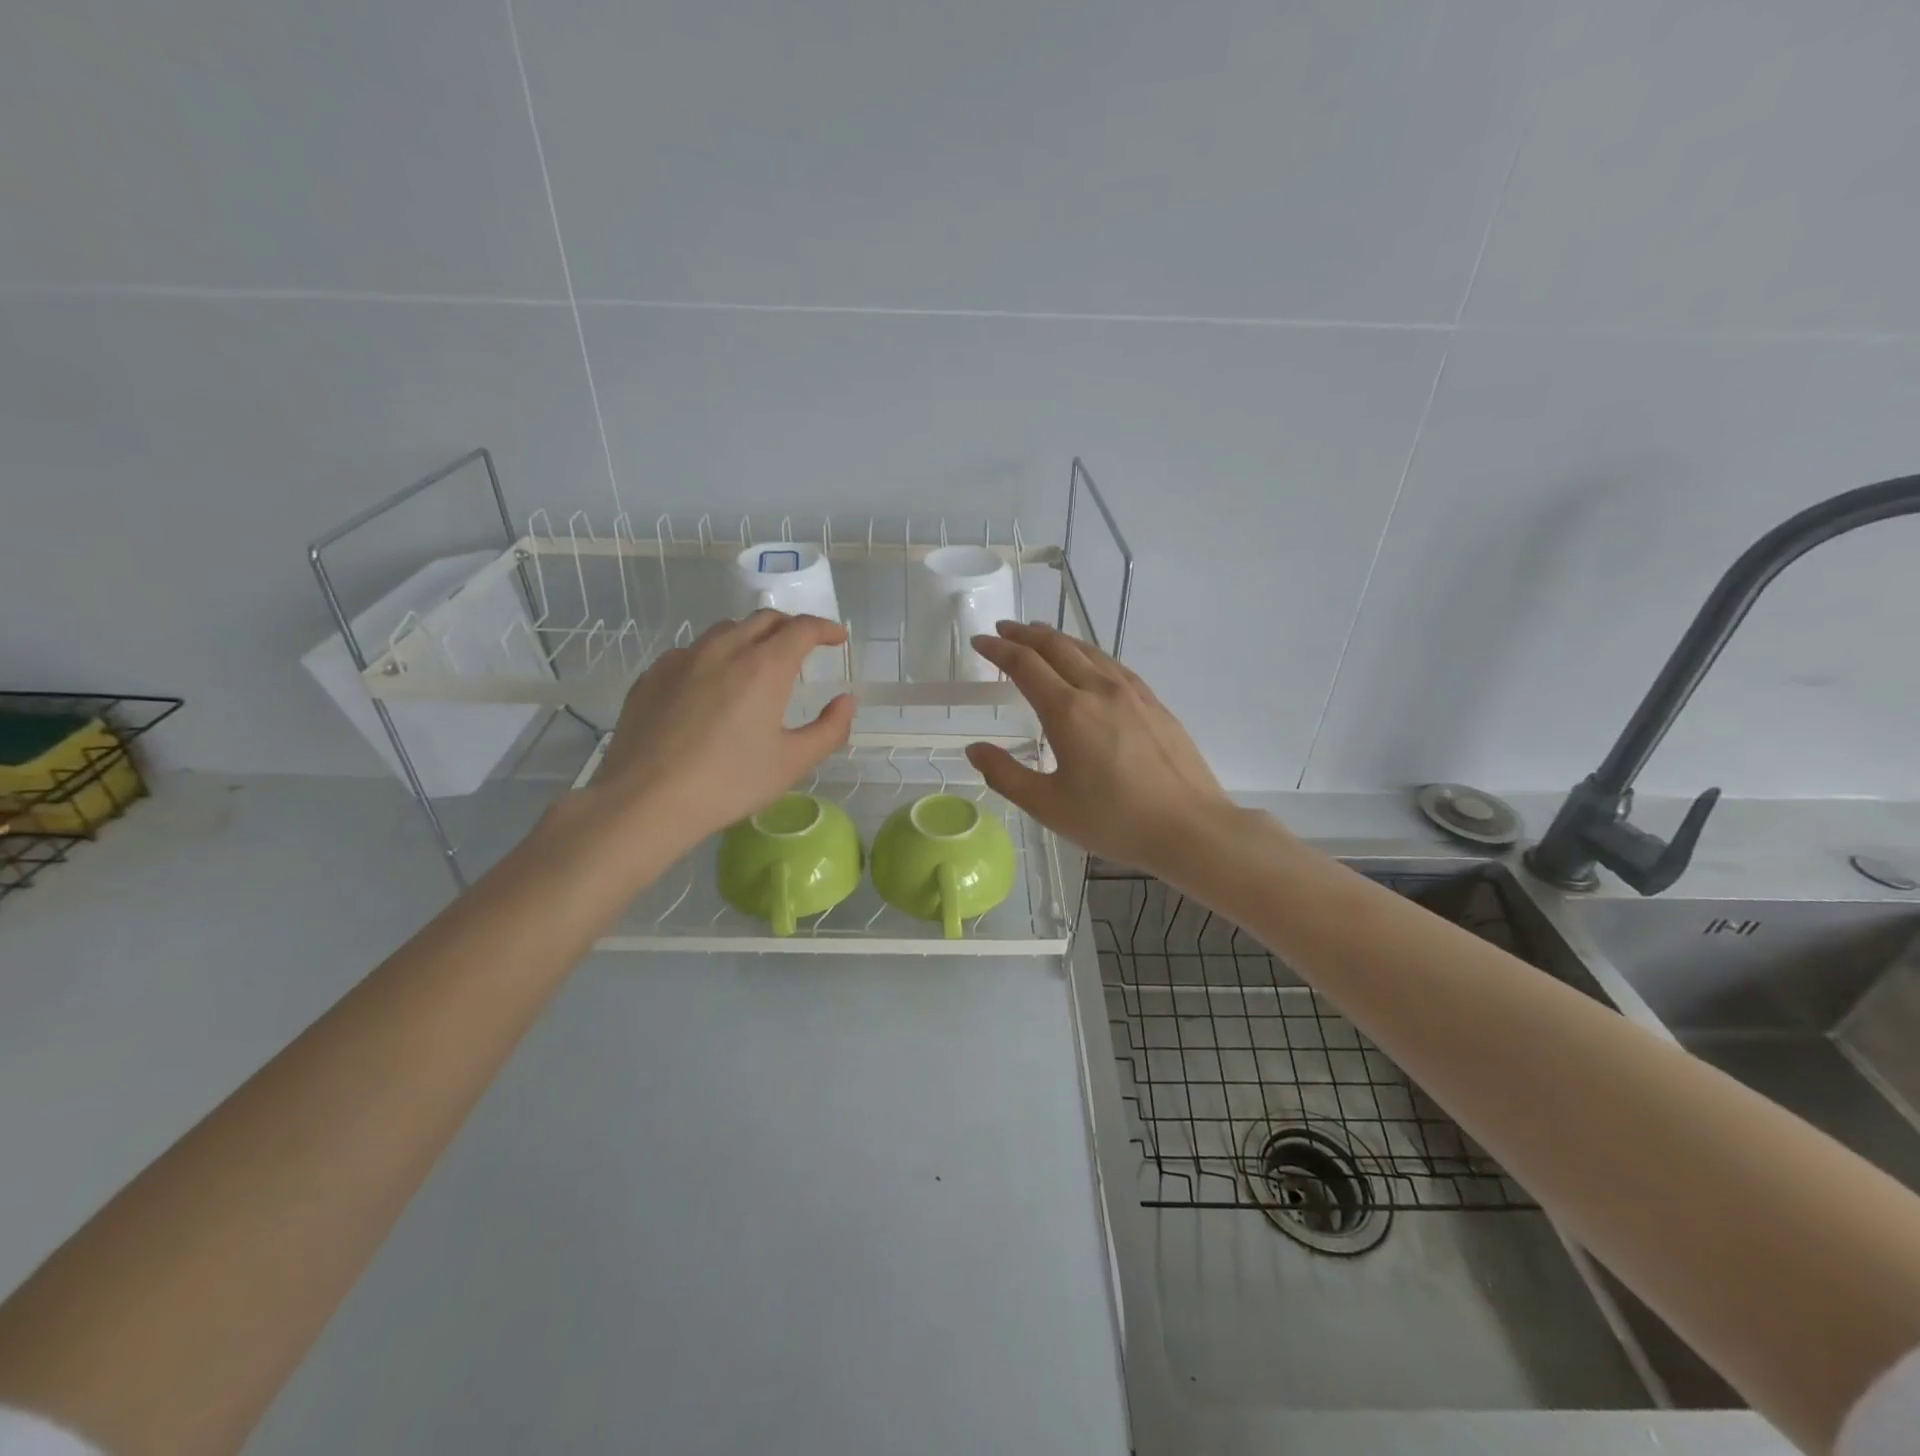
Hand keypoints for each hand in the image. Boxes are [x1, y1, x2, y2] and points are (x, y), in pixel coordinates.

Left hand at [586, 612, 854, 859]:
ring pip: (726, 630)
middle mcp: (724, 649)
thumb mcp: (792, 763)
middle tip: (804, 648)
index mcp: (764, 667)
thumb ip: (829, 729)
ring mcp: (682, 659)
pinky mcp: (653, 675)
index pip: (802, 628)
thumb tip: (846, 701)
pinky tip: (713, 686)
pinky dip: (715, 656)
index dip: (826, 629)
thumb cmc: (728, 783)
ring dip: (752, 637)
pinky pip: (692, 651)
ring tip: (759, 663)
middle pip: (764, 619)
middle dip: (791, 627)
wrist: (645, 801)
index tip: (837, 638)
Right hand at [965, 621, 1235, 877]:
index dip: (998, 649)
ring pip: (1088, 650)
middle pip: (1056, 646)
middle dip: (1025, 634)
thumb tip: (974, 750)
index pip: (1025, 665)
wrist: (1190, 828)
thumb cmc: (1115, 821)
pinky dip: (1087, 653)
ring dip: (1057, 639)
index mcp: (1068, 711)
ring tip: (1038, 636)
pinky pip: (1112, 664)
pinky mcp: (1153, 702)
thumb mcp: (1049, 806)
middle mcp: (1099, 689)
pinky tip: (1088, 663)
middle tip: (1003, 629)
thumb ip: (1006, 775)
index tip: (980, 641)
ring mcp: (1132, 693)